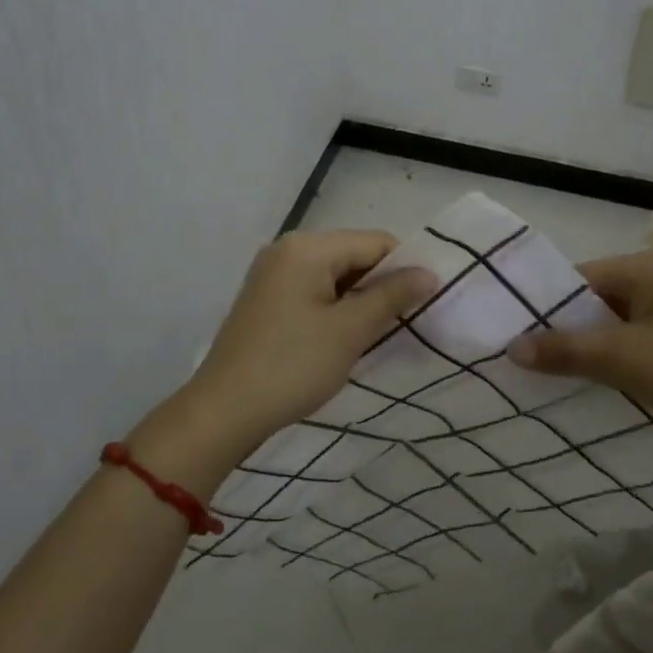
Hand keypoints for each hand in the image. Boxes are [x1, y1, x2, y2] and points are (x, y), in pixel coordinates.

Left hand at [180, 229, 436, 456]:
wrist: (224, 410)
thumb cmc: (292, 365)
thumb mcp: (350, 331)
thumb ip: (392, 296)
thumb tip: (429, 273)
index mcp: (308, 246)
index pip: (375, 242)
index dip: (405, 268)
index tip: (425, 303)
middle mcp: (288, 248)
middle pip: (354, 255)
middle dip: (381, 285)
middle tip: (403, 323)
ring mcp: (273, 272)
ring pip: (335, 275)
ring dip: (359, 299)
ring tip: (376, 334)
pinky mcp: (266, 297)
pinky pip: (314, 290)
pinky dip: (335, 307)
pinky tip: (344, 337)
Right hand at [508, 248, 652, 453]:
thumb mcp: (622, 359)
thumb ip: (564, 350)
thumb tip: (511, 348)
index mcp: (649, 265)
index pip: (581, 278)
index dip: (549, 307)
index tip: (520, 336)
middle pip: (598, 297)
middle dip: (569, 327)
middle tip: (535, 357)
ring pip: (616, 319)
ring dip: (592, 343)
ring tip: (560, 370)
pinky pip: (637, 333)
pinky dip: (617, 352)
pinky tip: (602, 377)